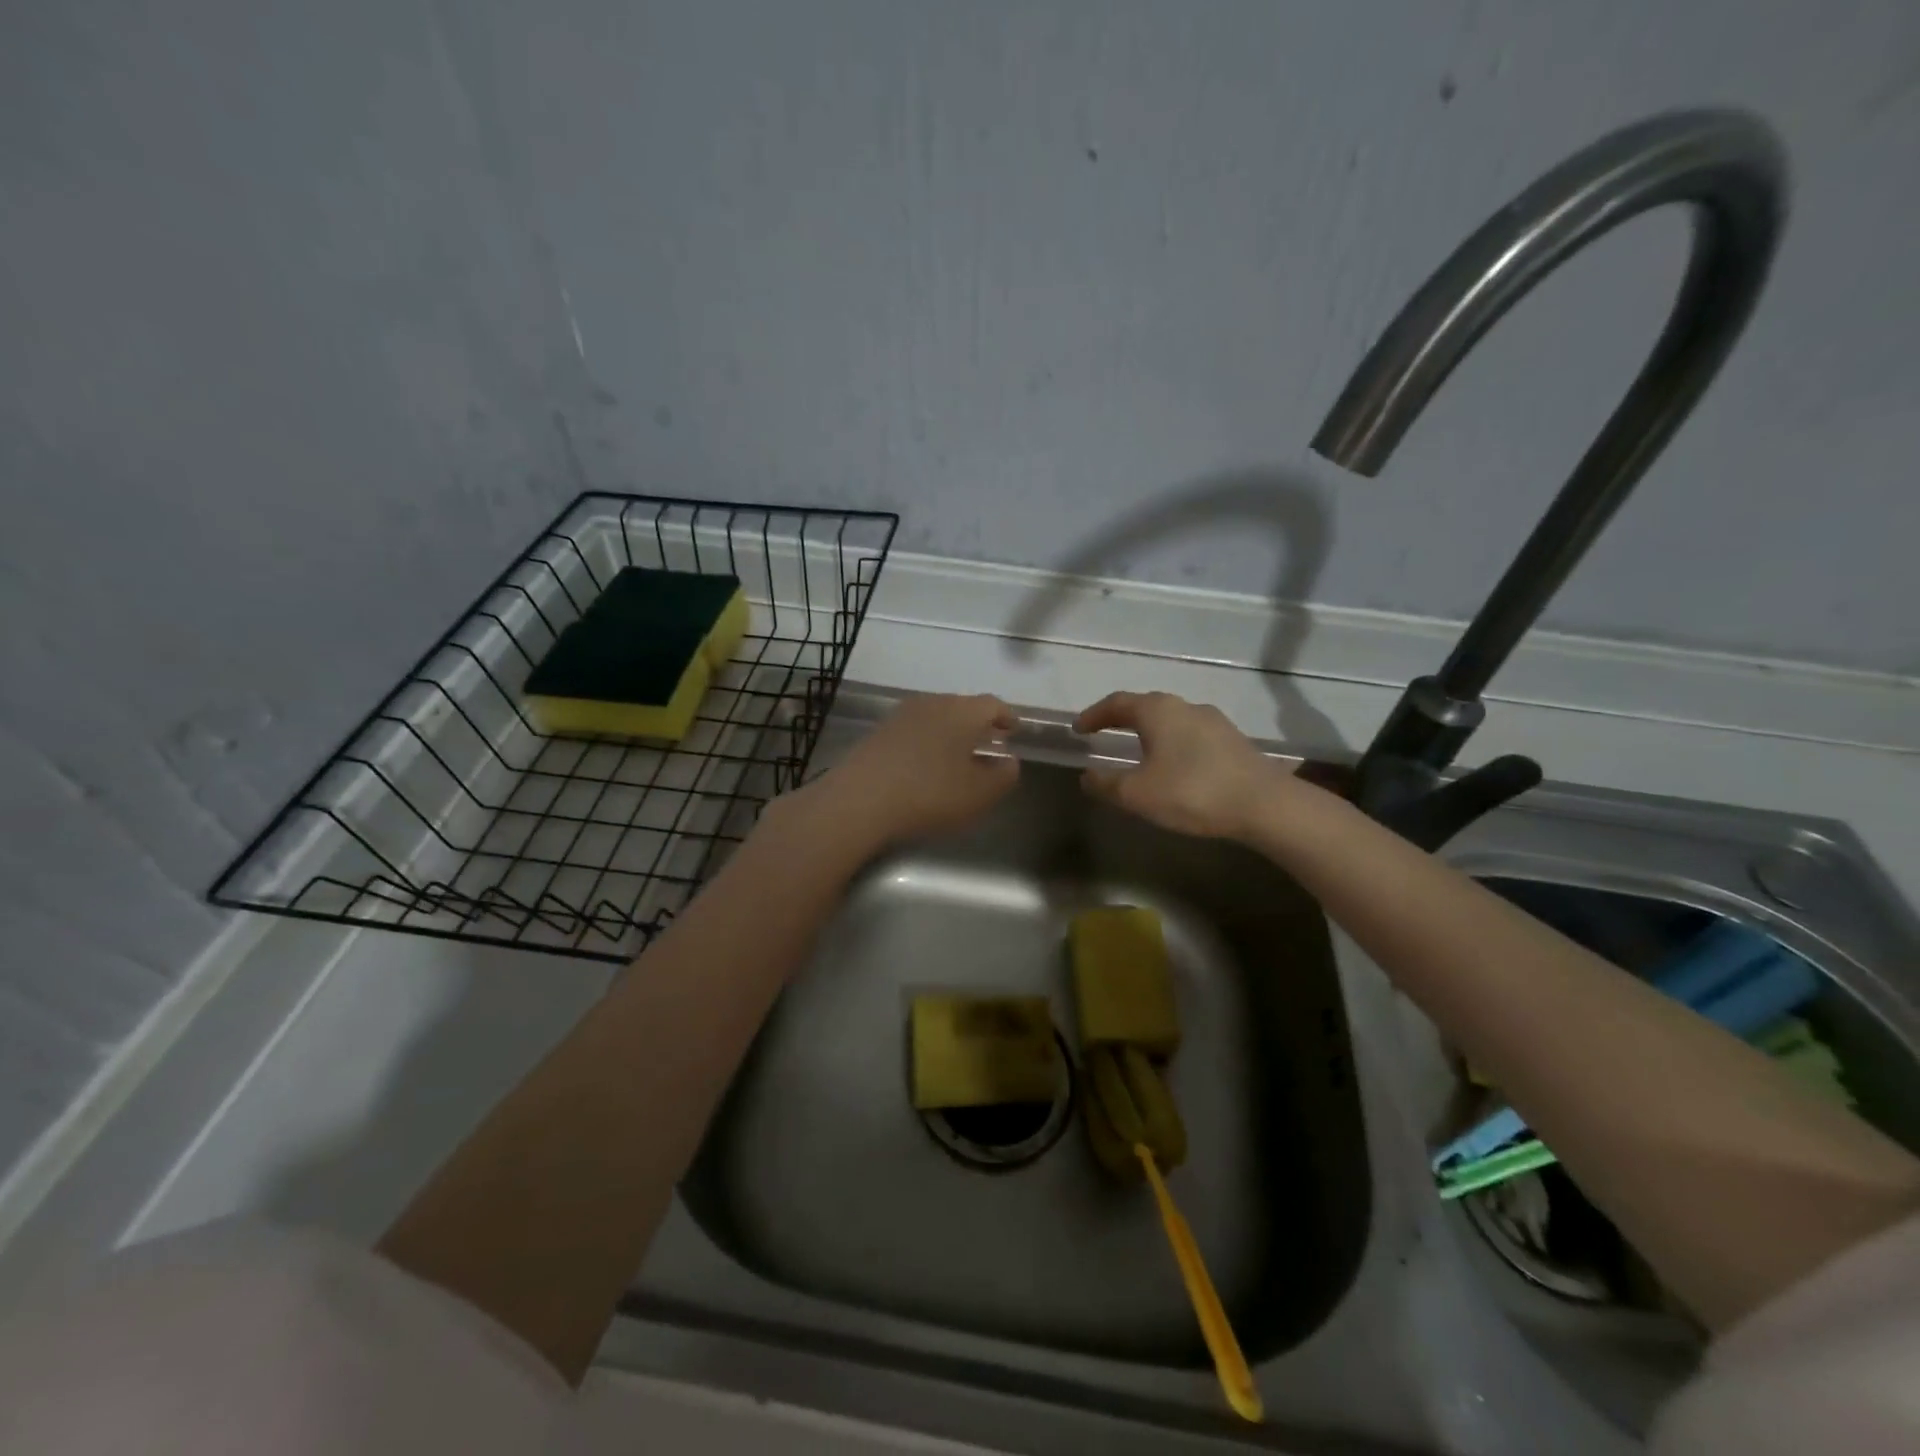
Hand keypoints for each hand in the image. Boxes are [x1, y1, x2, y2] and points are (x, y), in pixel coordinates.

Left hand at [802, 693, 1019, 850]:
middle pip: (963, 706)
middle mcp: (932, 703)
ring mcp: (901, 715)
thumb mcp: (979, 794)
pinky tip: (926, 765)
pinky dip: (928, 741)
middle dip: (979, 724)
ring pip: (937, 716)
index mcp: (962, 712)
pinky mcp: (878, 732)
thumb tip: (1009, 761)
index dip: (1007, 717)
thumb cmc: (929, 794)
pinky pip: (914, 729)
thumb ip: (1003, 776)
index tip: (1014, 730)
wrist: (859, 799)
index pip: (992, 705)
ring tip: (958, 755)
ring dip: (951, 732)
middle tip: (989, 743)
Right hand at [1074, 691, 1287, 840]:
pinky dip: (1171, 743)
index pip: (1116, 703)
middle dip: (1121, 718)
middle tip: (1104, 733)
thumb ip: (1106, 784)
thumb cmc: (1192, 792)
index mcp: (1157, 711)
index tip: (1078, 729)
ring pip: (1171, 719)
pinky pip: (1191, 734)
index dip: (1094, 715)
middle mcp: (1185, 706)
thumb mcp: (1138, 794)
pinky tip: (1173, 765)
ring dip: (1149, 731)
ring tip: (1137, 750)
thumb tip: (1088, 776)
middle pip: (1145, 706)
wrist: (1264, 804)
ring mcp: (1214, 721)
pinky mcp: (1233, 740)